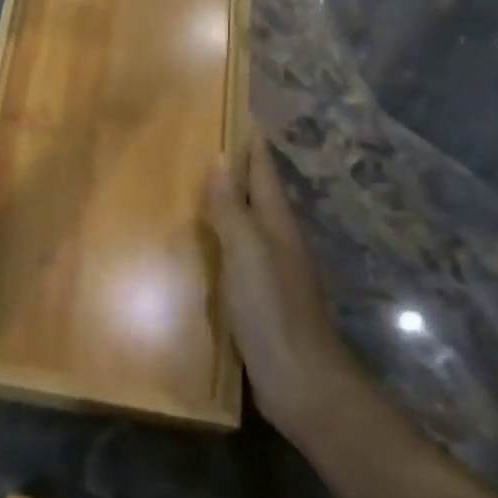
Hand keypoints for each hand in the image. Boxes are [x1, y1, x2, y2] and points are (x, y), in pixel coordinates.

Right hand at [204, 136, 356, 444]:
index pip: (264, 173)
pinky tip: (201, 246)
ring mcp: (271, 273)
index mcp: (277, 226)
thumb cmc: (273, 310)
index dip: (252, 145)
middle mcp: (277, 243)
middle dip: (238, 169)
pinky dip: (220, 240)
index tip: (238, 115)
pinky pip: (236, 256)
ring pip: (247, 225)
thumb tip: (221, 158)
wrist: (301, 383)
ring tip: (196, 187)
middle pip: (258, 196)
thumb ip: (232, 208)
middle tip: (205, 144)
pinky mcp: (259, 300)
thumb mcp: (248, 252)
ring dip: (228, 204)